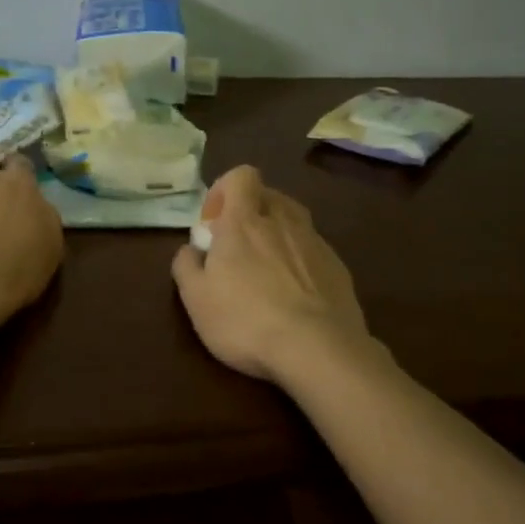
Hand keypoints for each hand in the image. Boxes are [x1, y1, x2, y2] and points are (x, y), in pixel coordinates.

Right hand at [171, 165, 371, 381]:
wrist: (317, 348)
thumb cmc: (245, 320)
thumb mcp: (195, 299)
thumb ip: (186, 266)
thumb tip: (190, 250)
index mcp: (245, 221)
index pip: (241, 176)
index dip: (224, 191)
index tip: (214, 224)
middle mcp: (283, 221)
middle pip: (269, 196)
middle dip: (250, 213)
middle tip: (237, 249)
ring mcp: (315, 243)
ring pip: (294, 221)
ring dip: (276, 234)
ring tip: (266, 271)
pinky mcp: (338, 267)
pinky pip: (313, 250)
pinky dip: (299, 261)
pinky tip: (294, 295)